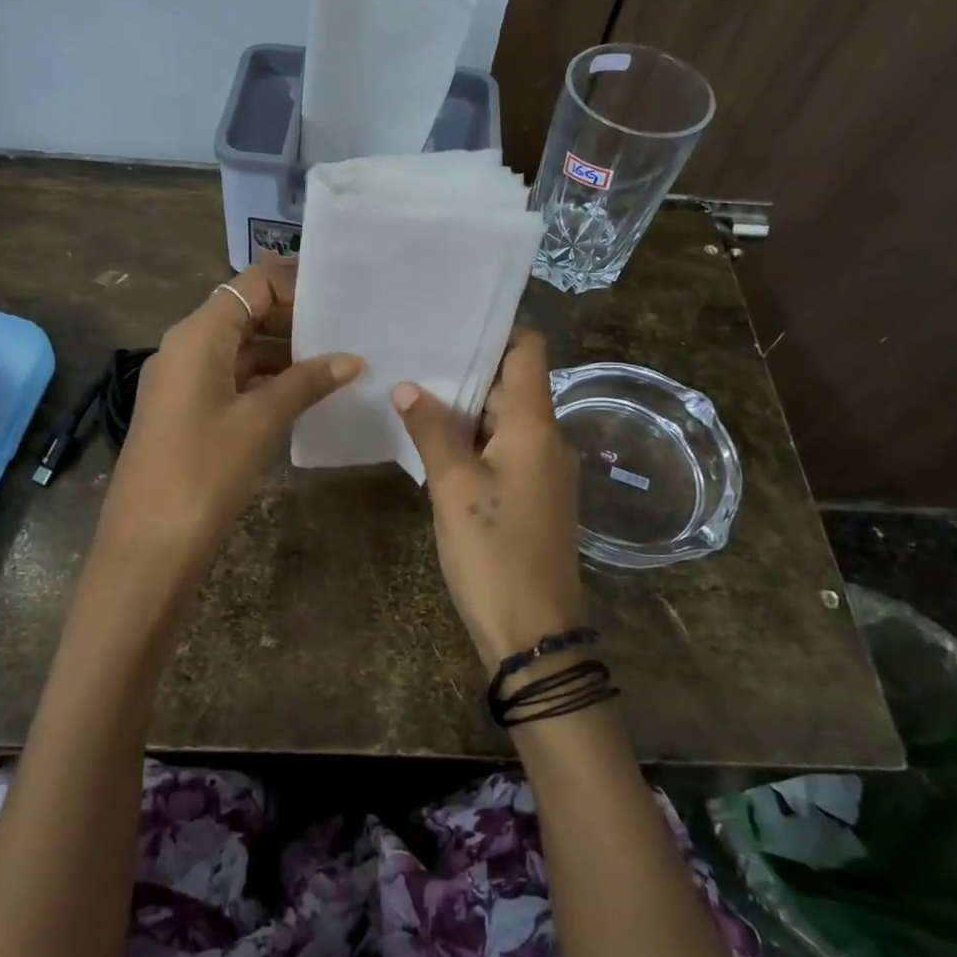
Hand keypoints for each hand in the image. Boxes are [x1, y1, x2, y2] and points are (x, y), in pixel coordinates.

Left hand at [96, 263, 360, 582]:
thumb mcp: (259, 422)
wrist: (147, 547)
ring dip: (285, 351)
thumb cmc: (203, 474)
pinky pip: (233, 377)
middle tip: (349, 332)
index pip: (252, 284)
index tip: (343, 297)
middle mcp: (186, 346)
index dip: (297, 283)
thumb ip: (305, 383)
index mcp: (198, 335)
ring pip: (241, 346)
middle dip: (296, 318)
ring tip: (338, 361)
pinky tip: (306, 393)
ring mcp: (184, 379)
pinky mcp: (188, 410)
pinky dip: (268, 379)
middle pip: (247, 311)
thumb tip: (351, 360)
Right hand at [392, 328, 586, 672]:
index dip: (497, 330)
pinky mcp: (534, 495)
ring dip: (465, 407)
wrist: (534, 634)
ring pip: (505, 419)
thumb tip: (408, 386)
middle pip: (512, 383)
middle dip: (467, 369)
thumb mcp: (453, 487)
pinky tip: (434, 441)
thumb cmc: (494, 552)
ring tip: (414, 392)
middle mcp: (548, 438)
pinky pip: (504, 449)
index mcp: (536, 425)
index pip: (529, 351)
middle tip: (415, 356)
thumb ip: (432, 430)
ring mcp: (543, 469)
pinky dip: (473, 439)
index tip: (451, 322)